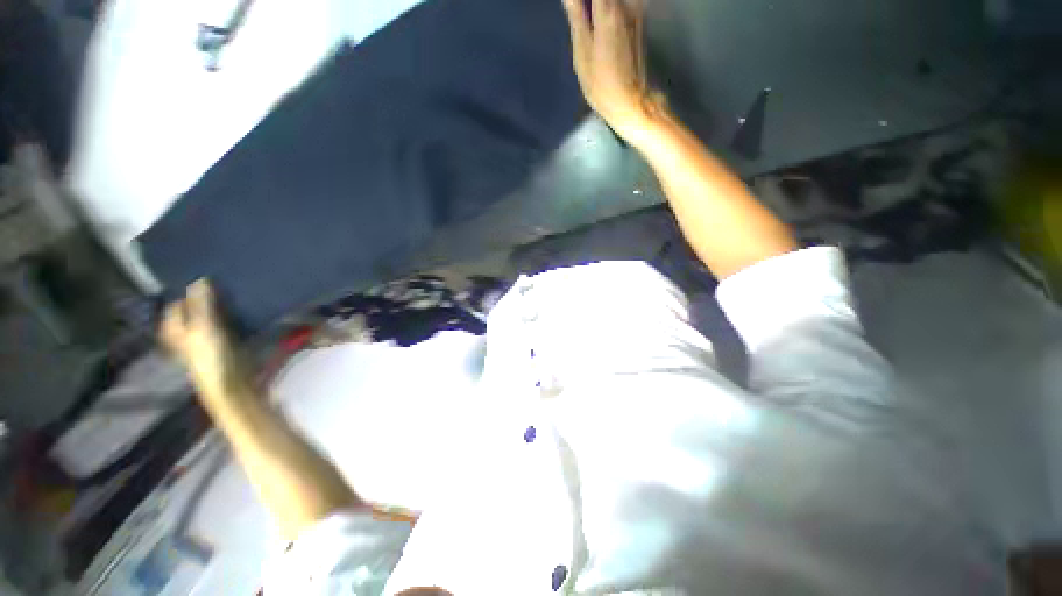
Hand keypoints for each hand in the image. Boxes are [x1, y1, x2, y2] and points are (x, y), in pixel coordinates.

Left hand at [160, 280, 246, 402]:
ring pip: (211, 320)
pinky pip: (228, 327)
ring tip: (234, 294)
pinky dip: (234, 319)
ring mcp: (209, 343)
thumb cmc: (212, 358)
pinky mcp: (228, 347)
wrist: (234, 386)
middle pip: (192, 313)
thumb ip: (201, 305)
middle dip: (203, 300)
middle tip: (219, 284)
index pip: (175, 308)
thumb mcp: (204, 328)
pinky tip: (244, 312)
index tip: (202, 278)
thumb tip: (200, 279)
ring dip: (220, 309)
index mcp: (176, 332)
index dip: (185, 294)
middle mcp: (188, 336)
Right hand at [562, 0, 663, 143]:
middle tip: (577, 14)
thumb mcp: (582, 53)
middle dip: (588, 4)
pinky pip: (623, 5)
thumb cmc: (602, 84)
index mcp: (608, 9)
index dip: (580, 1)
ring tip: (585, 18)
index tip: (572, 7)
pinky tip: (598, 22)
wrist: (631, 102)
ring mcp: (637, 11)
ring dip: (598, 8)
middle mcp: (627, 3)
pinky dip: (609, 10)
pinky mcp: (640, 22)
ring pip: (614, 2)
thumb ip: (576, 16)